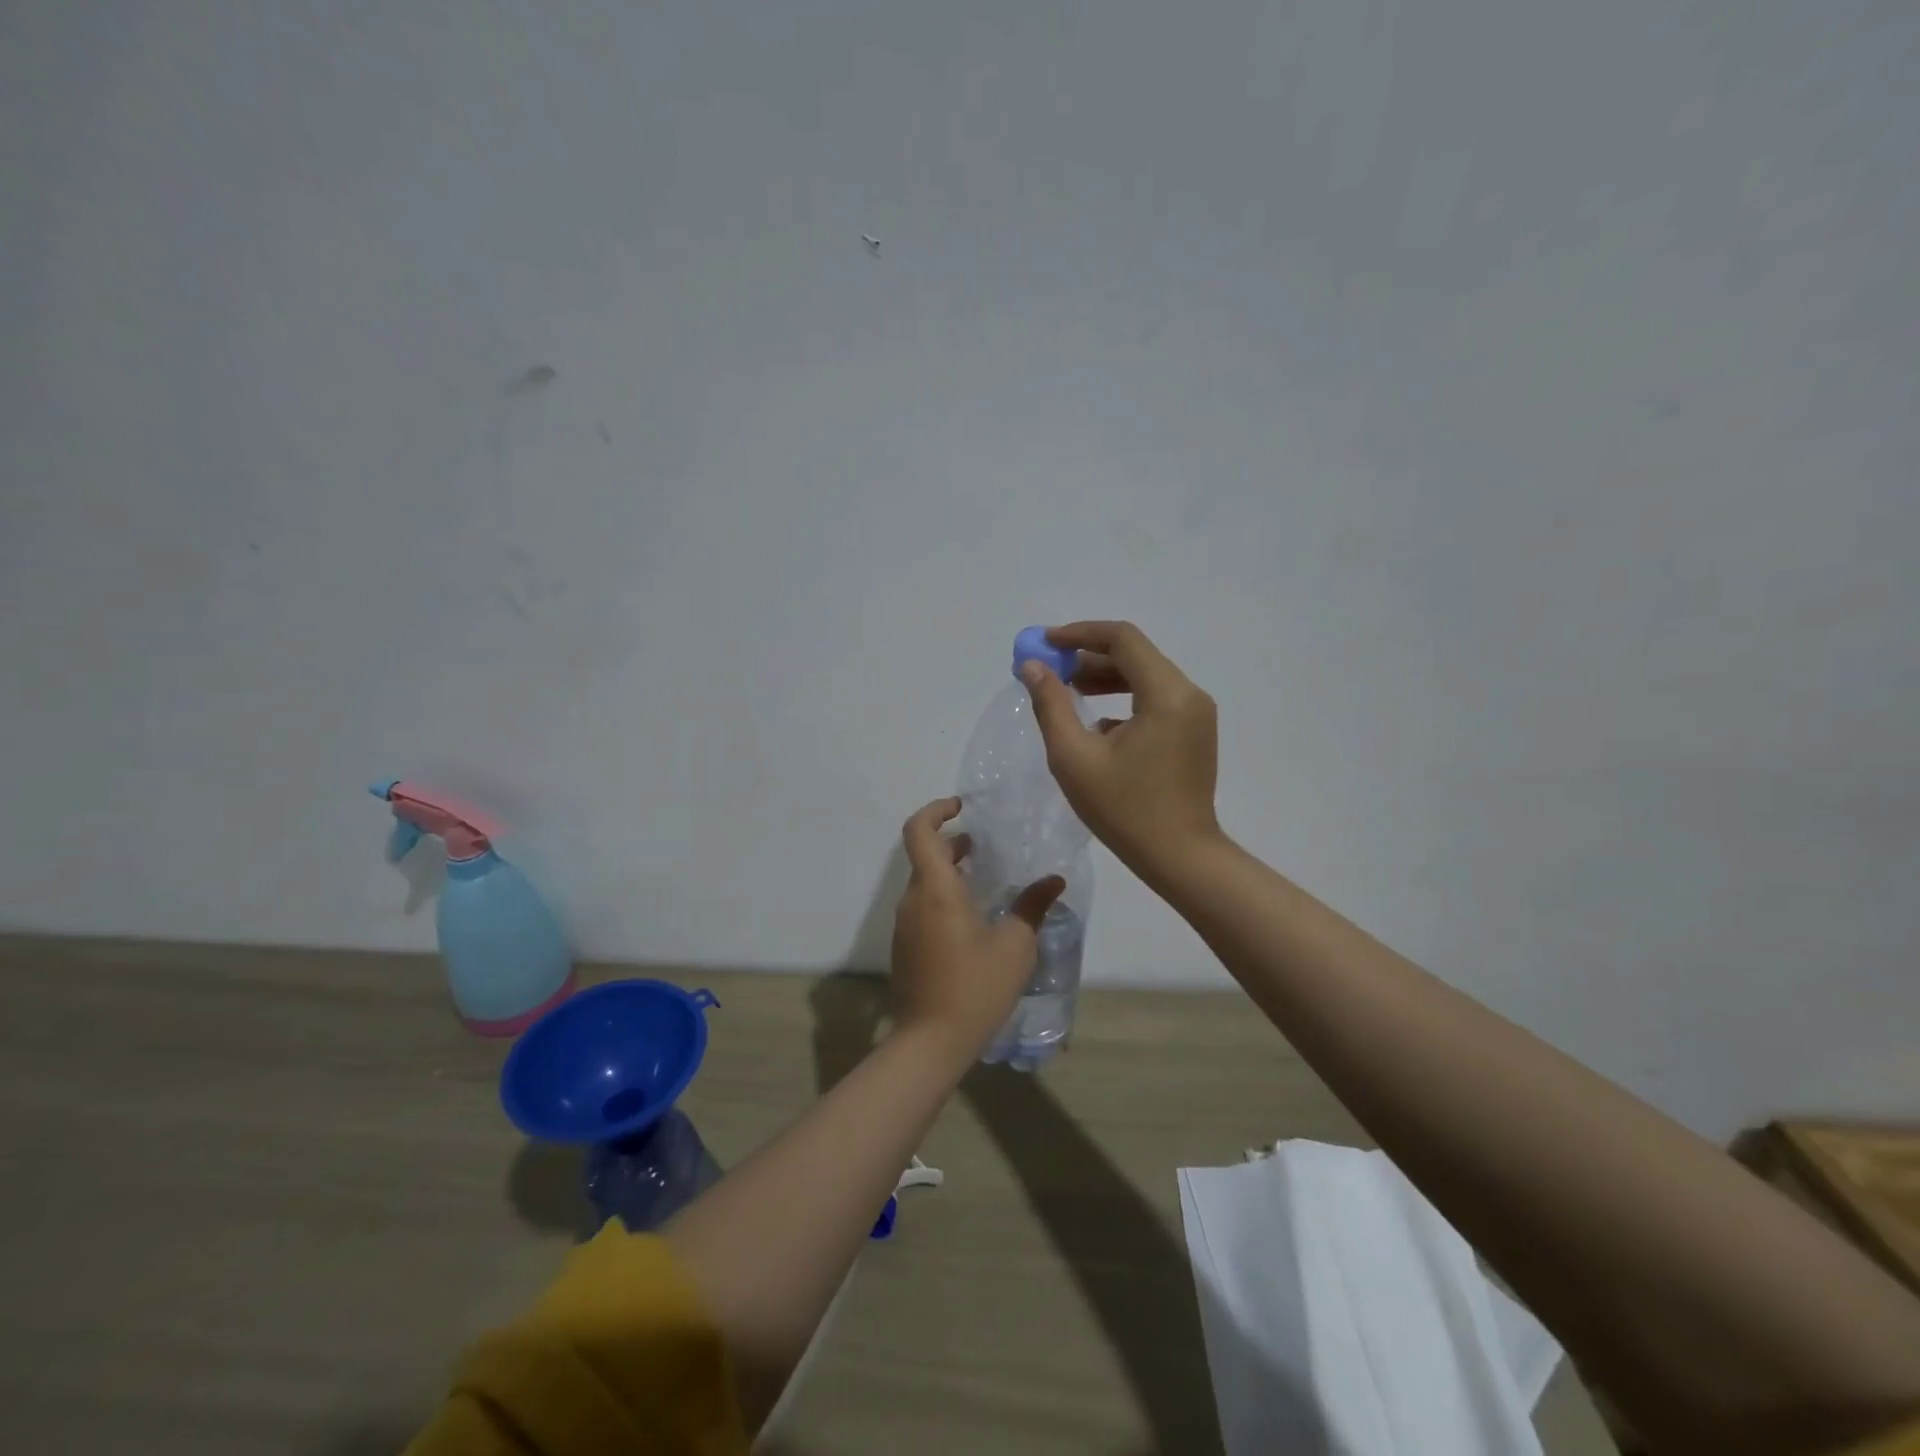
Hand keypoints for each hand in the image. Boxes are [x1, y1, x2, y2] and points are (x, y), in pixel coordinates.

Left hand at [890, 797, 1063, 1056]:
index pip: (919, 830)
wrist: (930, 1041)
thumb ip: (1032, 907)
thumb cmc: (975, 987)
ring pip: (924, 882)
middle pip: (925, 854)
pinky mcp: (906, 946)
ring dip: (950, 871)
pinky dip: (944, 896)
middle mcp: (913, 899)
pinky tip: (974, 918)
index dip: (936, 810)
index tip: (963, 807)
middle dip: (953, 843)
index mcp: (936, 889)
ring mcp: (905, 924)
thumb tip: (1054, 881)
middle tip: (986, 846)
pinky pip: (923, 906)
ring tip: (986, 880)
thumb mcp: (1015, 946)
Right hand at [1019, 620, 1222, 884]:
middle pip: (1135, 654)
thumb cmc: (1124, 810)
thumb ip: (1051, 704)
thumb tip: (1032, 666)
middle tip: (1050, 670)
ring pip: (1146, 676)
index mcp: (1166, 694)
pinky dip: (1124, 698)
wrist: (1180, 857)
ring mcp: (1196, 713)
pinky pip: (1156, 699)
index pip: (1122, 639)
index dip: (1080, 634)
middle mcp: (1189, 694)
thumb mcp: (1074, 757)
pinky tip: (1096, 723)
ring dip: (1105, 677)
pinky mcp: (1195, 731)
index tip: (1045, 643)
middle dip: (1088, 656)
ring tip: (1066, 690)